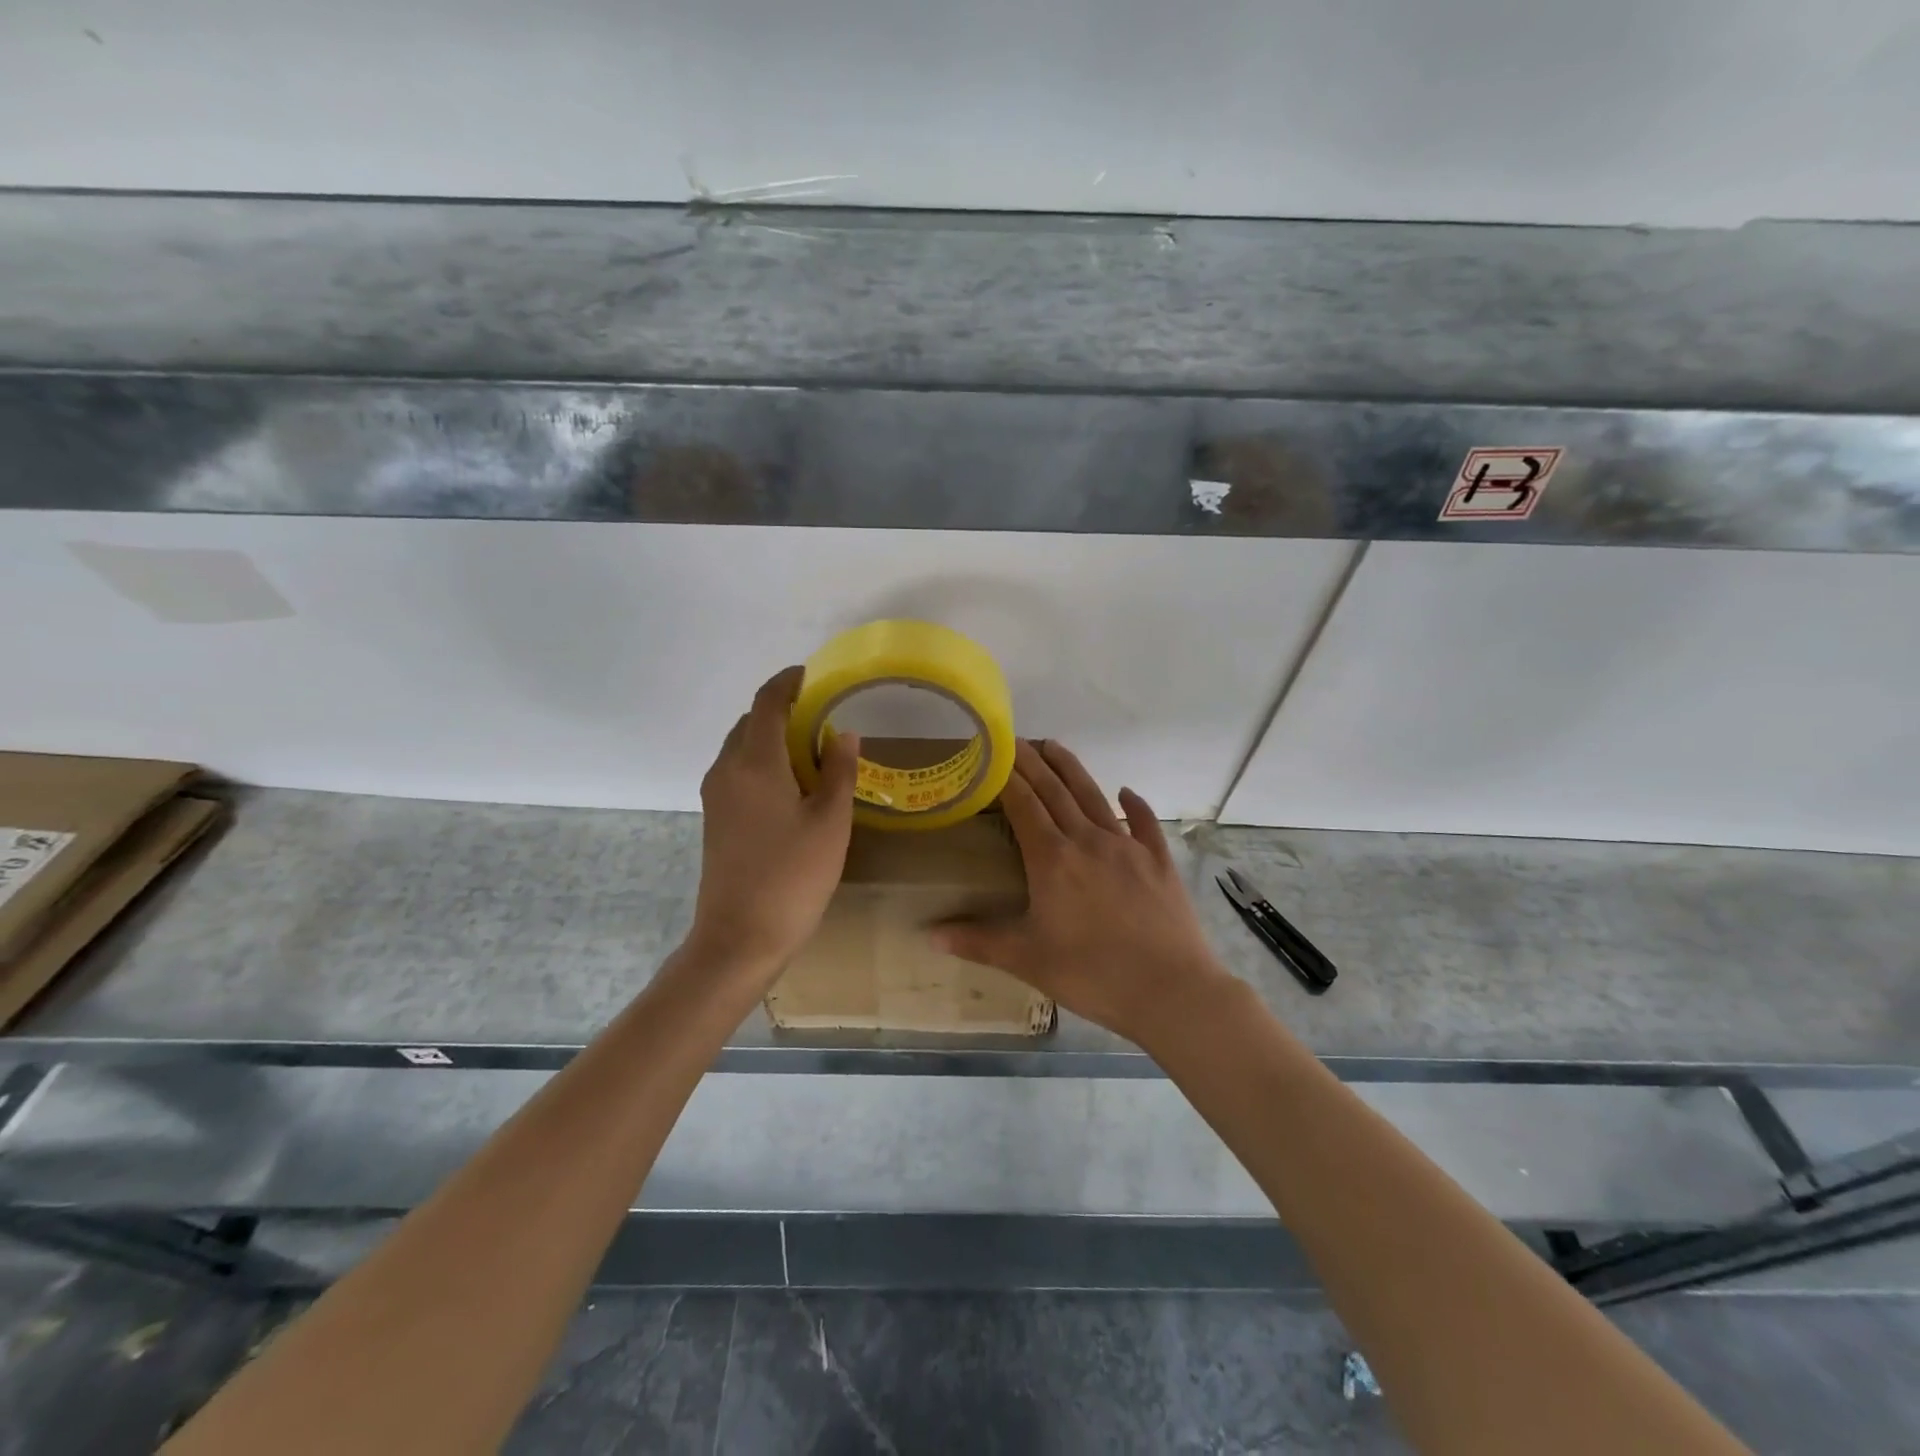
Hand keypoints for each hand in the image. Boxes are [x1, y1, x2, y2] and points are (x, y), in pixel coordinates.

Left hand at [687, 666, 860, 977]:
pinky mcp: (715, 818)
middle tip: (822, 712)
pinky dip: (762, 761)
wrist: (740, 937)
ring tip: (811, 746)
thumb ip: (838, 771)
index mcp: (754, 762)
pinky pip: (737, 771)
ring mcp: (716, 795)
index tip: (813, 674)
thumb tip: (843, 732)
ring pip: (741, 747)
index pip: (767, 702)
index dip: (789, 681)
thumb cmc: (793, 876)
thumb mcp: (830, 821)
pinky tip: (791, 783)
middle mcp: (726, 769)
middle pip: (750, 722)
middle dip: (782, 708)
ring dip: (771, 736)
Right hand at [933, 739, 1232, 1044]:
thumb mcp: (1027, 960)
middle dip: (1032, 761)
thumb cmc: (1091, 974)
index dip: (1006, 775)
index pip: (1023, 803)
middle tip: (1016, 738)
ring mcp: (1127, 847)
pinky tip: (1126, 792)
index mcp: (1052, 859)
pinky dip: (1134, 805)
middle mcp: (1088, 840)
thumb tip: (929, 934)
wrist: (1170, 990)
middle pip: (1055, 790)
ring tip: (1055, 746)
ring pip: (1094, 796)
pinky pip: (1144, 823)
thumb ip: (978, 942)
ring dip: (1072, 769)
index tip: (992, 753)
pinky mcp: (1158, 861)